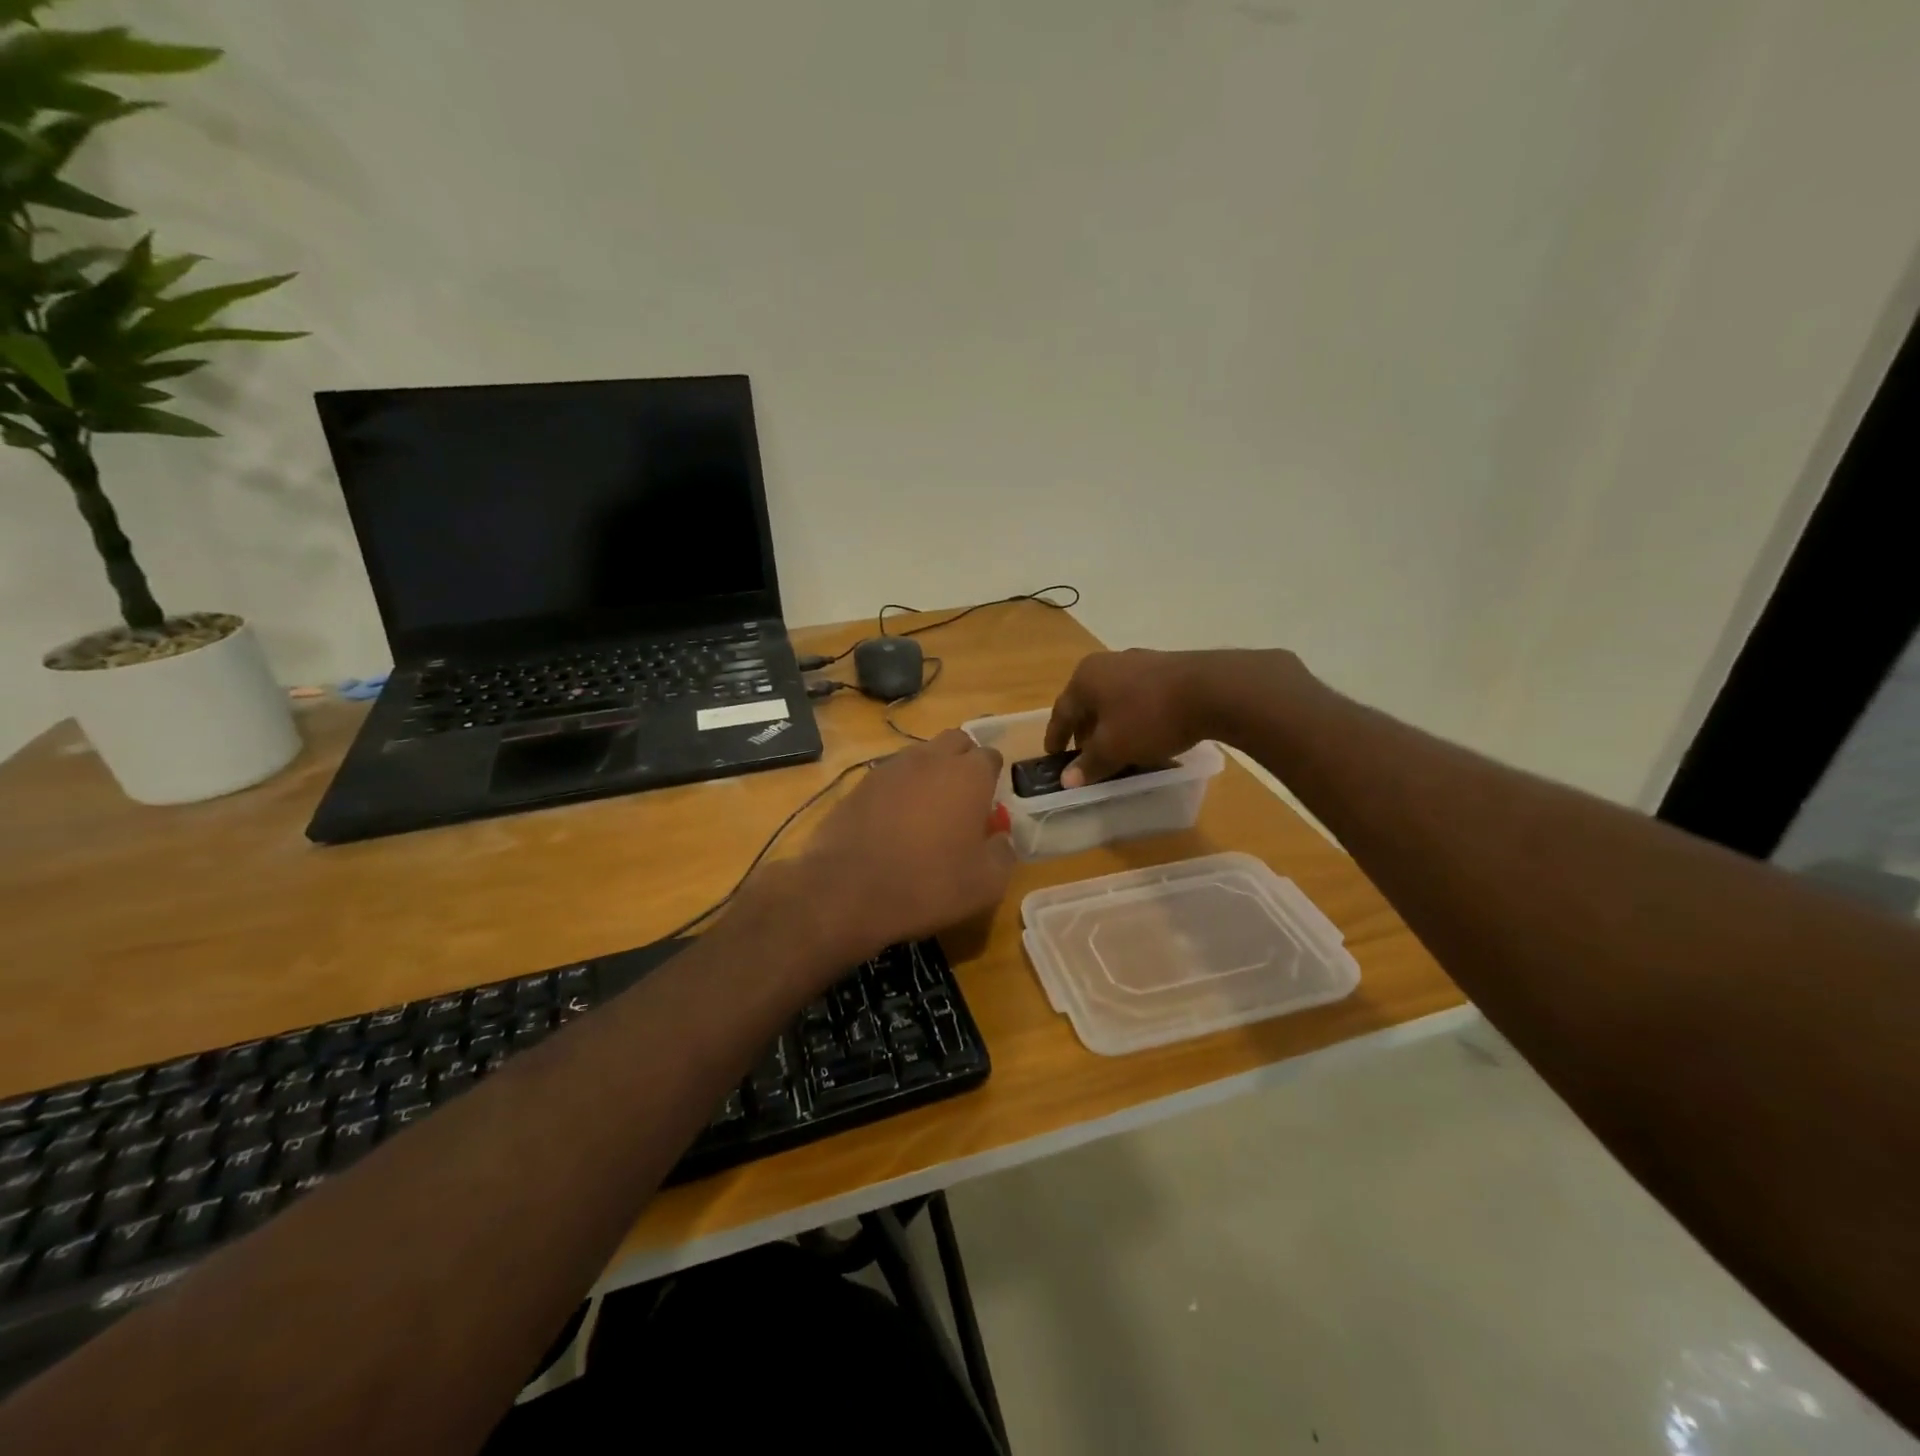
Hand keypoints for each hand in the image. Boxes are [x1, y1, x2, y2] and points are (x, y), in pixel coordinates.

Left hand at [789, 730, 1015, 961]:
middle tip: (963, 800)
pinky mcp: (860, 784)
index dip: (993, 779)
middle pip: (956, 742)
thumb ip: (1003, 853)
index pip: (990, 756)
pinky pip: (891, 776)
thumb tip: (1000, 839)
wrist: (847, 890)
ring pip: (921, 756)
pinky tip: (895, 823)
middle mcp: (931, 759)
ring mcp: (891, 767)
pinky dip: (900, 790)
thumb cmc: (928, 884)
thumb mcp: (986, 884)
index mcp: (968, 775)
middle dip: (963, 762)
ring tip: (927, 813)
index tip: (990, 806)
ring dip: (931, 773)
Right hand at [1045, 647, 1298, 786]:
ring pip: (1115, 700)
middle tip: (1086, 757)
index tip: (1053, 757)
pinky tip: (1148, 737)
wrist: (1213, 690)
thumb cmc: (1150, 717)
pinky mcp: (1168, 669)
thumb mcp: (1114, 747)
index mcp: (1085, 678)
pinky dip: (1135, 719)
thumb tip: (1066, 779)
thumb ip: (1089, 763)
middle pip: (1088, 703)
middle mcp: (1108, 663)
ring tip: (1118, 750)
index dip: (1056, 737)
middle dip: (1085, 732)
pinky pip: (1140, 698)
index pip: (1061, 711)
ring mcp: (1140, 662)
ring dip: (1112, 726)